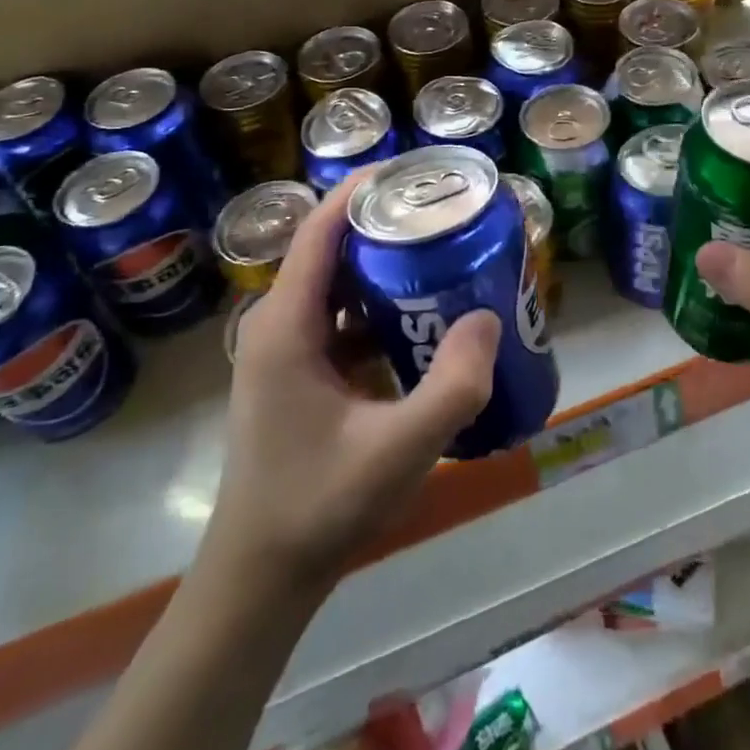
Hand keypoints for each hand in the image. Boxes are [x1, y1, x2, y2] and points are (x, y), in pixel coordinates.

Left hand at [199, 171, 500, 594]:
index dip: (365, 188)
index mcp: (287, 324)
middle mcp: (278, 324)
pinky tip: (425, 320)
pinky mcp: (299, 375)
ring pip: (341, 285)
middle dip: (389, 225)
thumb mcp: (400, 449)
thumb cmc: (319, 506)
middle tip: (448, 215)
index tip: (418, 171)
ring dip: (387, 267)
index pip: (323, 228)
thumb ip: (453, 384)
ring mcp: (286, 351)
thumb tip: (488, 316)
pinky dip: (381, 308)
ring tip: (445, 256)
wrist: (261, 577)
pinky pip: (342, 320)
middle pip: (335, 248)